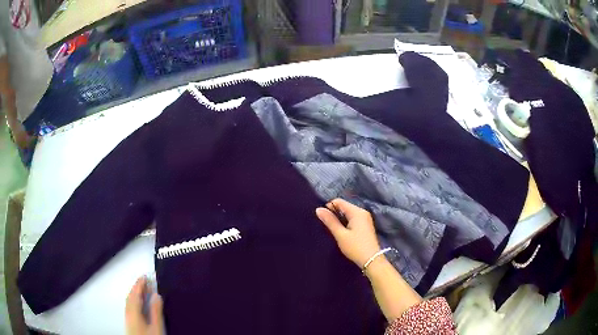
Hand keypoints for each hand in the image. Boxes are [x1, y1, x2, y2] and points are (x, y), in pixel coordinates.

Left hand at [125, 277, 164, 334]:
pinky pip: (129, 306)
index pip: (136, 293)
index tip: (145, 276)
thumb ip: (156, 311)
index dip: (140, 283)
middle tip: (144, 280)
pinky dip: (134, 300)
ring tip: (143, 289)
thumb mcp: (156, 327)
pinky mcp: (129, 322)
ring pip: (129, 301)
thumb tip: (157, 296)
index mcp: (134, 312)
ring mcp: (127, 318)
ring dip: (135, 293)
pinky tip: (139, 303)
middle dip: (137, 287)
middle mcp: (128, 313)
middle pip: (131, 296)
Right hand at [316, 198, 380, 267]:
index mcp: (357, 212)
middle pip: (344, 207)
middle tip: (327, 225)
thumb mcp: (340, 235)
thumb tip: (318, 209)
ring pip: (348, 213)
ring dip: (340, 219)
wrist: (371, 260)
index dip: (329, 207)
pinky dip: (346, 223)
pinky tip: (342, 232)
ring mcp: (365, 219)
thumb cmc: (355, 247)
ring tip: (334, 230)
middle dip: (334, 213)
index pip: (339, 202)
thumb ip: (330, 221)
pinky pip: (352, 219)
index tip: (323, 218)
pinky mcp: (365, 226)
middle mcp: (362, 212)